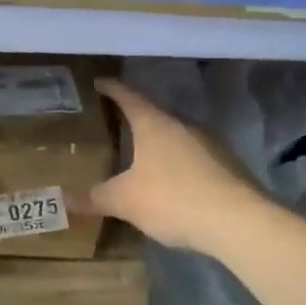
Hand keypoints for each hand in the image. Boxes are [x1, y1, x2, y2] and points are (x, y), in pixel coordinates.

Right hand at [88, 77, 265, 251]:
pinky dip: (178, 163)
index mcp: (155, 123)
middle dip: (134, 119)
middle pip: (154, 114)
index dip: (111, 88)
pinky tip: (171, 182)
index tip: (98, 82)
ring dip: (159, 143)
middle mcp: (183, 125)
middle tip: (114, 124)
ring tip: (140, 155)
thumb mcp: (126, 201)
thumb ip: (96, 197)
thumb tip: (65, 199)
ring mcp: (210, 143)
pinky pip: (194, 157)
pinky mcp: (228, 165)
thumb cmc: (173, 199)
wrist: (240, 222)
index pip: (128, 95)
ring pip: (176, 136)